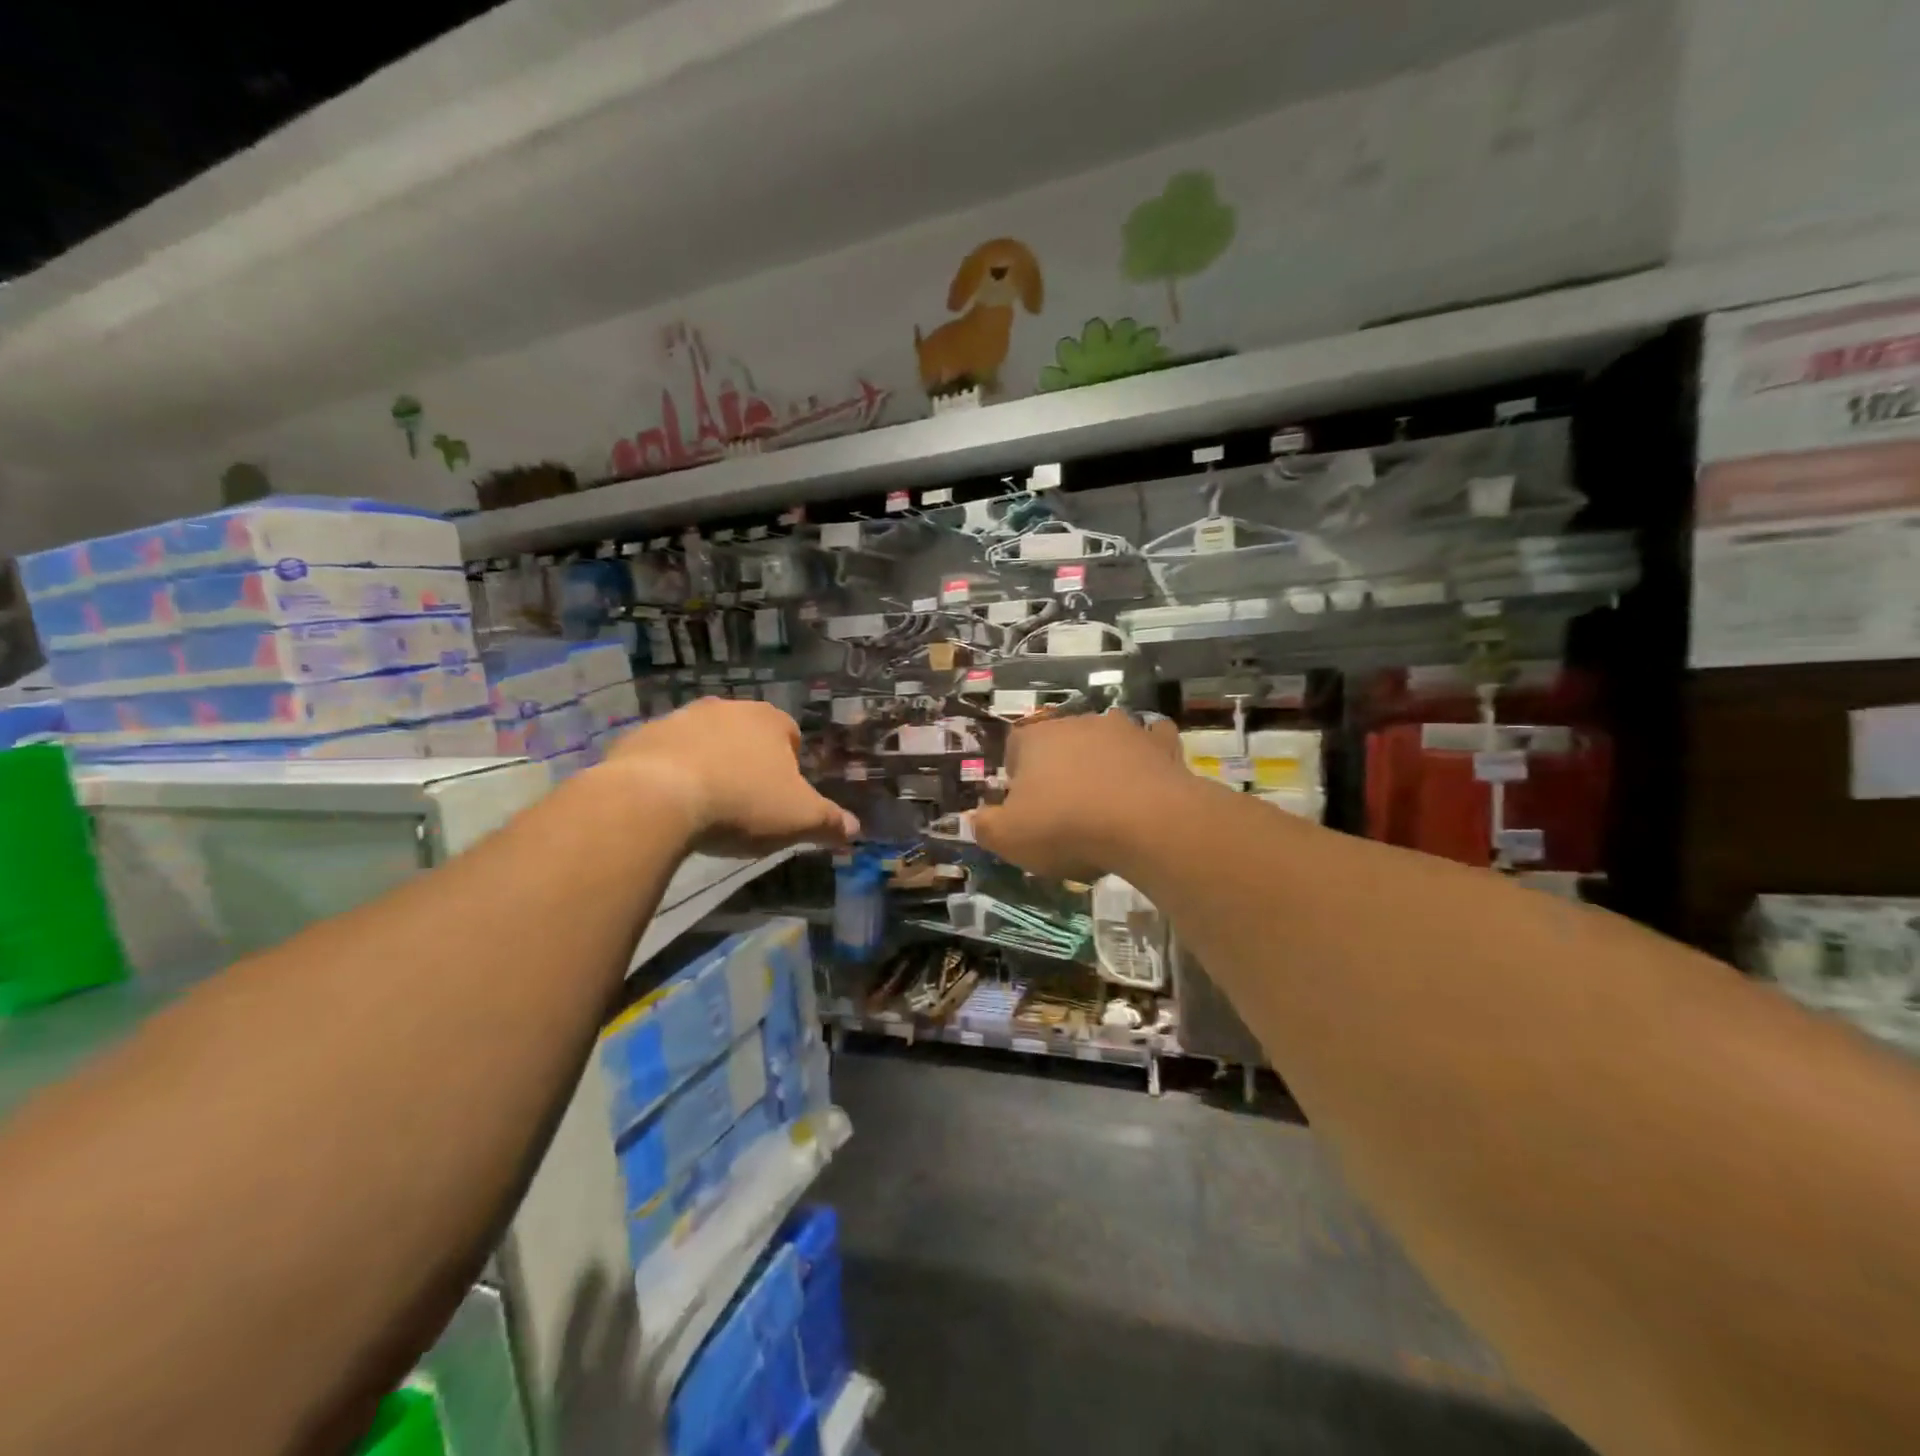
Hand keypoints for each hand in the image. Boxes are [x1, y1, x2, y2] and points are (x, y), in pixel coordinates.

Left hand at [598, 699, 857, 855]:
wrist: (655, 798)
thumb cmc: (742, 802)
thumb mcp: (799, 818)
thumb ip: (830, 822)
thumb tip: (855, 830)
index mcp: (768, 720)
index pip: (791, 735)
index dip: (790, 766)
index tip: (782, 797)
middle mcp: (725, 708)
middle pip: (746, 736)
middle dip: (748, 763)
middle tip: (746, 803)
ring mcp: (679, 719)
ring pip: (704, 742)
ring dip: (708, 766)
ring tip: (706, 807)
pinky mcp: (640, 737)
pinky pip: (664, 756)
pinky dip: (670, 775)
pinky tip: (670, 806)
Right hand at [972, 710, 1192, 879]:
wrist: (1147, 824)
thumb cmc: (1067, 827)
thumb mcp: (1009, 838)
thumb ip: (985, 827)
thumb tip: (975, 819)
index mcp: (1036, 740)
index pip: (1015, 746)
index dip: (1016, 775)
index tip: (1023, 805)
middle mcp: (1078, 723)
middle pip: (1060, 741)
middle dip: (1059, 767)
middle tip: (1063, 808)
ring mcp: (1124, 729)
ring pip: (1104, 738)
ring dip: (1101, 759)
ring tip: (1105, 799)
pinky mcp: (1161, 744)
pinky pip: (1151, 741)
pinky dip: (1146, 755)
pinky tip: (1147, 777)